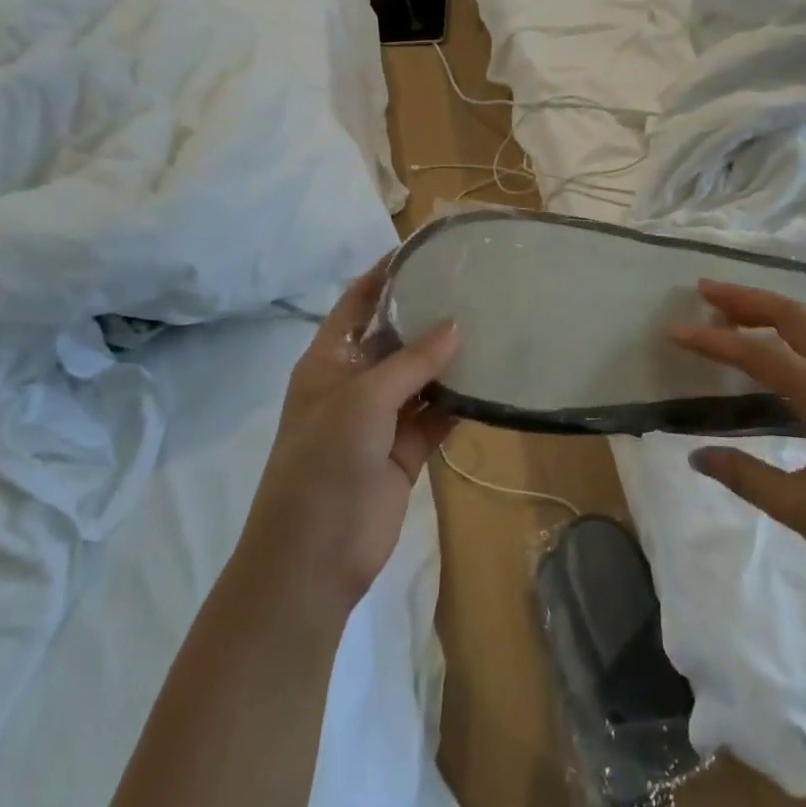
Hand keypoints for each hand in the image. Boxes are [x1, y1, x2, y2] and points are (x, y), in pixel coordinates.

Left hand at [235, 258, 459, 620]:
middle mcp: (354, 383)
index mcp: (329, 360)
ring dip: (448, 359)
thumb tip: (456, 324)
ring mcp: (379, 419)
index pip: (357, 302)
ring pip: (420, 377)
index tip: (423, 248)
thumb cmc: (324, 462)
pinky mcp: (403, 451)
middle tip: (473, 286)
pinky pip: (435, 416)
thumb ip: (412, 362)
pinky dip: (458, 402)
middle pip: (394, 337)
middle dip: (427, 314)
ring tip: (492, 325)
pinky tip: (490, 382)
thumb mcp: (364, 400)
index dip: (385, 274)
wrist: (314, 558)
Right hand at [672, 280, 805, 644]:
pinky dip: (802, 325)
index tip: (674, 332)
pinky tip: (788, 340)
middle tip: (704, 291)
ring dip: (777, 307)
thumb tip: (695, 455)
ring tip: (737, 308)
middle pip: (795, 318)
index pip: (762, 355)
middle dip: (748, 299)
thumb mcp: (803, 511)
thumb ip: (746, 476)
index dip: (714, 342)